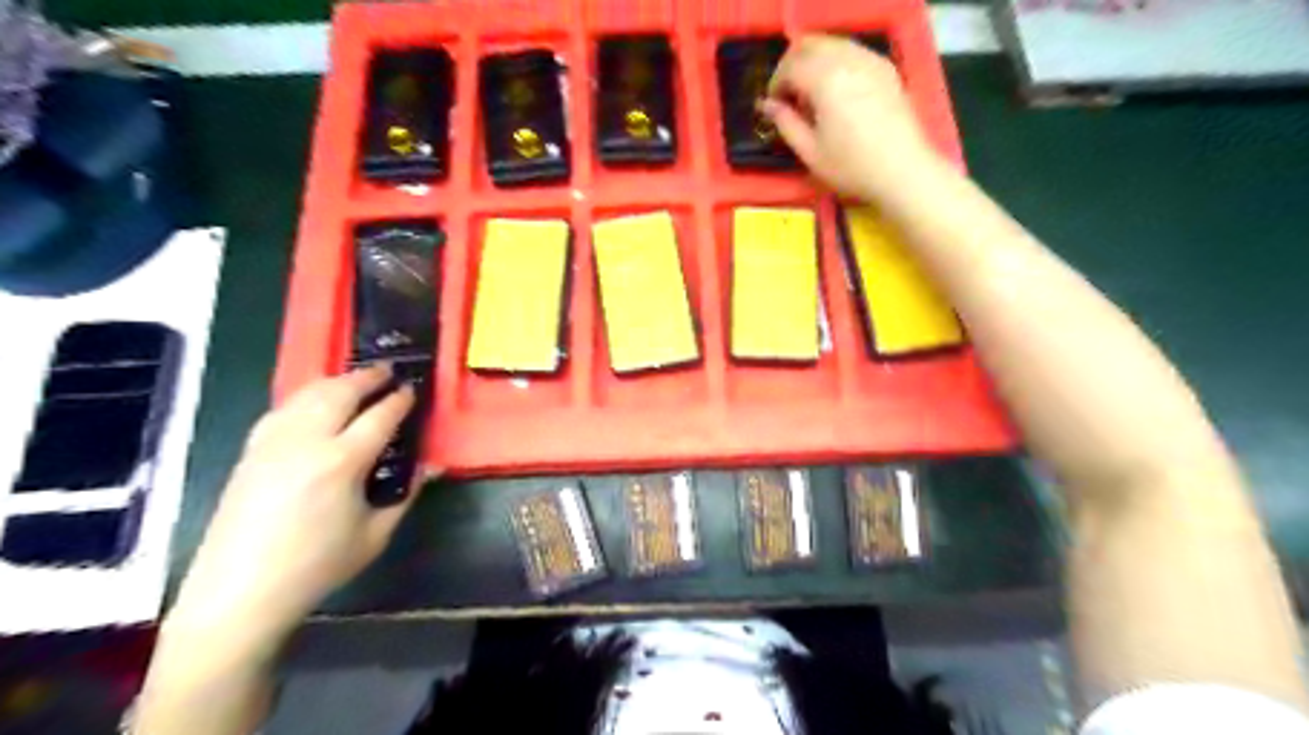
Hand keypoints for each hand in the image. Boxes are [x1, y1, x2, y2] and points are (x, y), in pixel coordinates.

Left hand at [166, 364, 416, 648]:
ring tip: (355, 380)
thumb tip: (427, 466)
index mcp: (342, 462)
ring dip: (336, 381)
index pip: (380, 416)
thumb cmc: (316, 566)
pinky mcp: (250, 452)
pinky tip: (314, 403)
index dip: (400, 399)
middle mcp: (306, 441)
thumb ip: (405, 495)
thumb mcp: (375, 535)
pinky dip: (306, 397)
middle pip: (340, 392)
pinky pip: (283, 409)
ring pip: (307, 394)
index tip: (413, 390)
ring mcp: (273, 443)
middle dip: (368, 377)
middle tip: (388, 371)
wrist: (239, 592)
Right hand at [769, 34, 941, 199]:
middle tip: (788, 95)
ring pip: (832, 44)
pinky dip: (837, 62)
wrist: (902, 170)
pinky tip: (836, 91)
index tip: (773, 106)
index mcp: (825, 80)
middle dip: (792, 66)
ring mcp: (870, 61)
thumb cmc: (851, 167)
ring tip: (811, 94)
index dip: (775, 84)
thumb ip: (785, 123)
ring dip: (814, 61)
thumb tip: (766, 105)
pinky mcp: (885, 68)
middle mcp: (847, 60)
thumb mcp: (810, 152)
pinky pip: (853, 51)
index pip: (790, 67)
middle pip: (810, 45)